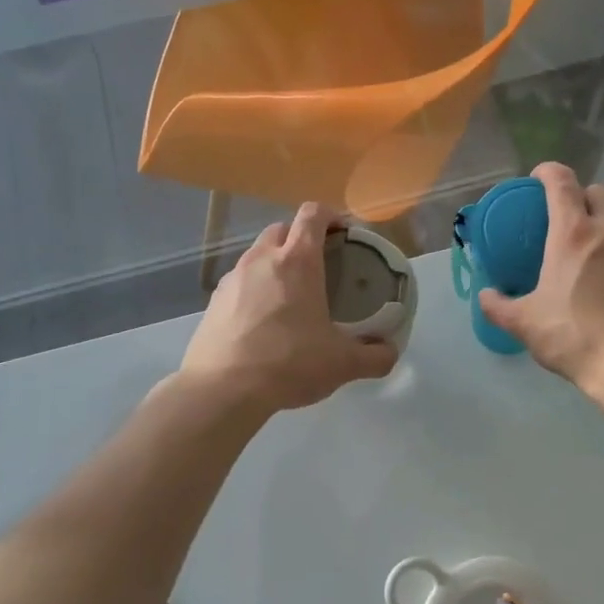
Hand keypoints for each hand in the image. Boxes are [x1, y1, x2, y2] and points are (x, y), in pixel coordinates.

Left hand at [182, 203, 398, 415]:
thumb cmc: (289, 363)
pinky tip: (263, 321)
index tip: (343, 232)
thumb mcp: (343, 364)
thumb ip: (375, 356)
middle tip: (320, 266)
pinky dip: (254, 290)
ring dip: (276, 264)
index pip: (313, 215)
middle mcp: (262, 259)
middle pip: (282, 229)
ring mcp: (233, 278)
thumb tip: (390, 352)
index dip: (331, 216)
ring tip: (291, 296)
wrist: (223, 388)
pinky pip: (240, 283)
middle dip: (301, 238)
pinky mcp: (213, 301)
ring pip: (257, 255)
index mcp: (298, 261)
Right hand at [478, 164, 603, 400]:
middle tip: (559, 219)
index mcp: (573, 233)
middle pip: (595, 193)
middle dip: (577, 196)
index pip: (562, 182)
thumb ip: (499, 306)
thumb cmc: (573, 336)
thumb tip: (486, 296)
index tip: (537, 178)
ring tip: (578, 257)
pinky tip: (600, 284)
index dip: (548, 172)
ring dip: (596, 228)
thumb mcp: (525, 324)